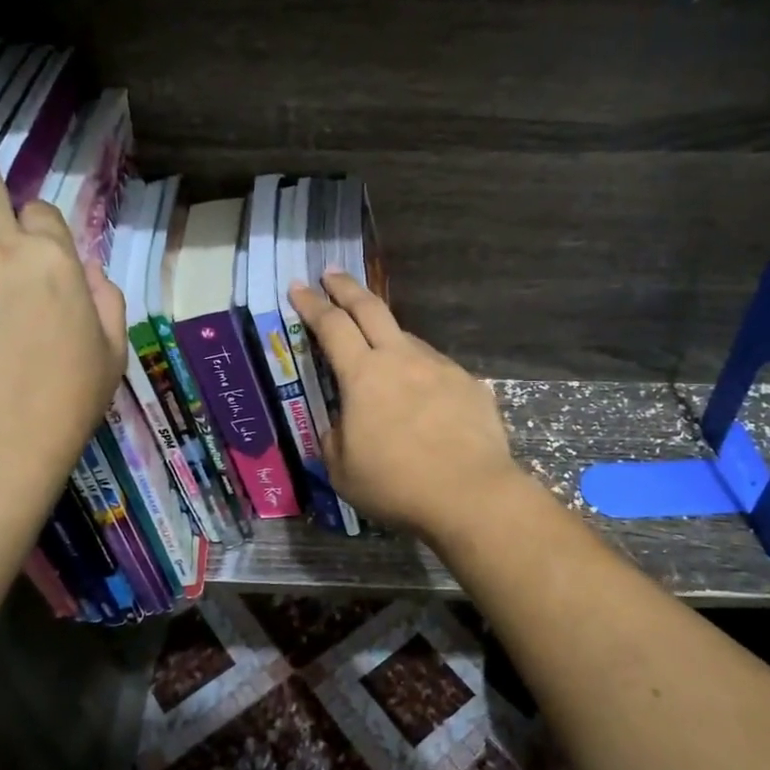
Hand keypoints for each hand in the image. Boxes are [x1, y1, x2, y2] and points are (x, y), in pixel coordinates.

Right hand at [289, 272, 523, 542]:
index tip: (299, 286)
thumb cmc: (396, 484)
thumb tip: (342, 425)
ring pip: (407, 338)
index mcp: (363, 375)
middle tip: (332, 274)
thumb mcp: (343, 470)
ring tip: (381, 353)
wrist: (471, 495)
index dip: (312, 304)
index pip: (331, 326)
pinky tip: (424, 397)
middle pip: (370, 309)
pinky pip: (436, 369)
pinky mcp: (469, 384)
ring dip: (388, 336)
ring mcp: (440, 367)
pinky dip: (421, 373)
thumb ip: (334, 438)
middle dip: (347, 288)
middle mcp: (401, 359)